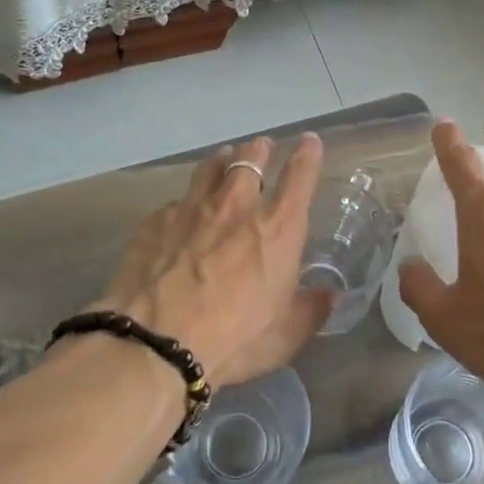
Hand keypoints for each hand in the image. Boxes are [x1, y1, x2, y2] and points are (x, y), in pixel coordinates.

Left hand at [92, 134, 332, 387]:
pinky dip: (188, 200)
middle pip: (251, 158)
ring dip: (224, 158)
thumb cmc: (233, 339)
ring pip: (211, 167)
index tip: (309, 141)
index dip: (308, 154)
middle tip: (263, 146)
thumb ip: (310, 309)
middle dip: (261, 148)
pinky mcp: (157, 220)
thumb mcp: (285, 335)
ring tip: (225, 156)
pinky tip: (183, 210)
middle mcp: (237, 205)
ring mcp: (192, 208)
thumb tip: (327, 296)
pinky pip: (178, 200)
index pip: (300, 175)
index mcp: (278, 228)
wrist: (155, 343)